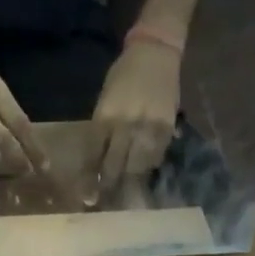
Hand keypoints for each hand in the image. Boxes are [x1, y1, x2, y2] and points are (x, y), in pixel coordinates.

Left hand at [91, 40, 180, 192]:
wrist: (156, 51)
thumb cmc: (124, 75)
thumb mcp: (105, 101)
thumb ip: (101, 131)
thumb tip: (97, 163)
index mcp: (105, 117)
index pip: (94, 157)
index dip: (91, 180)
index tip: (88, 198)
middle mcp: (125, 125)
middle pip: (115, 167)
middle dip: (109, 188)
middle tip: (105, 204)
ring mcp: (147, 128)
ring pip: (137, 168)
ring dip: (130, 184)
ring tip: (125, 198)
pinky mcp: (166, 128)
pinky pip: (156, 157)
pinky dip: (148, 168)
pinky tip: (144, 173)